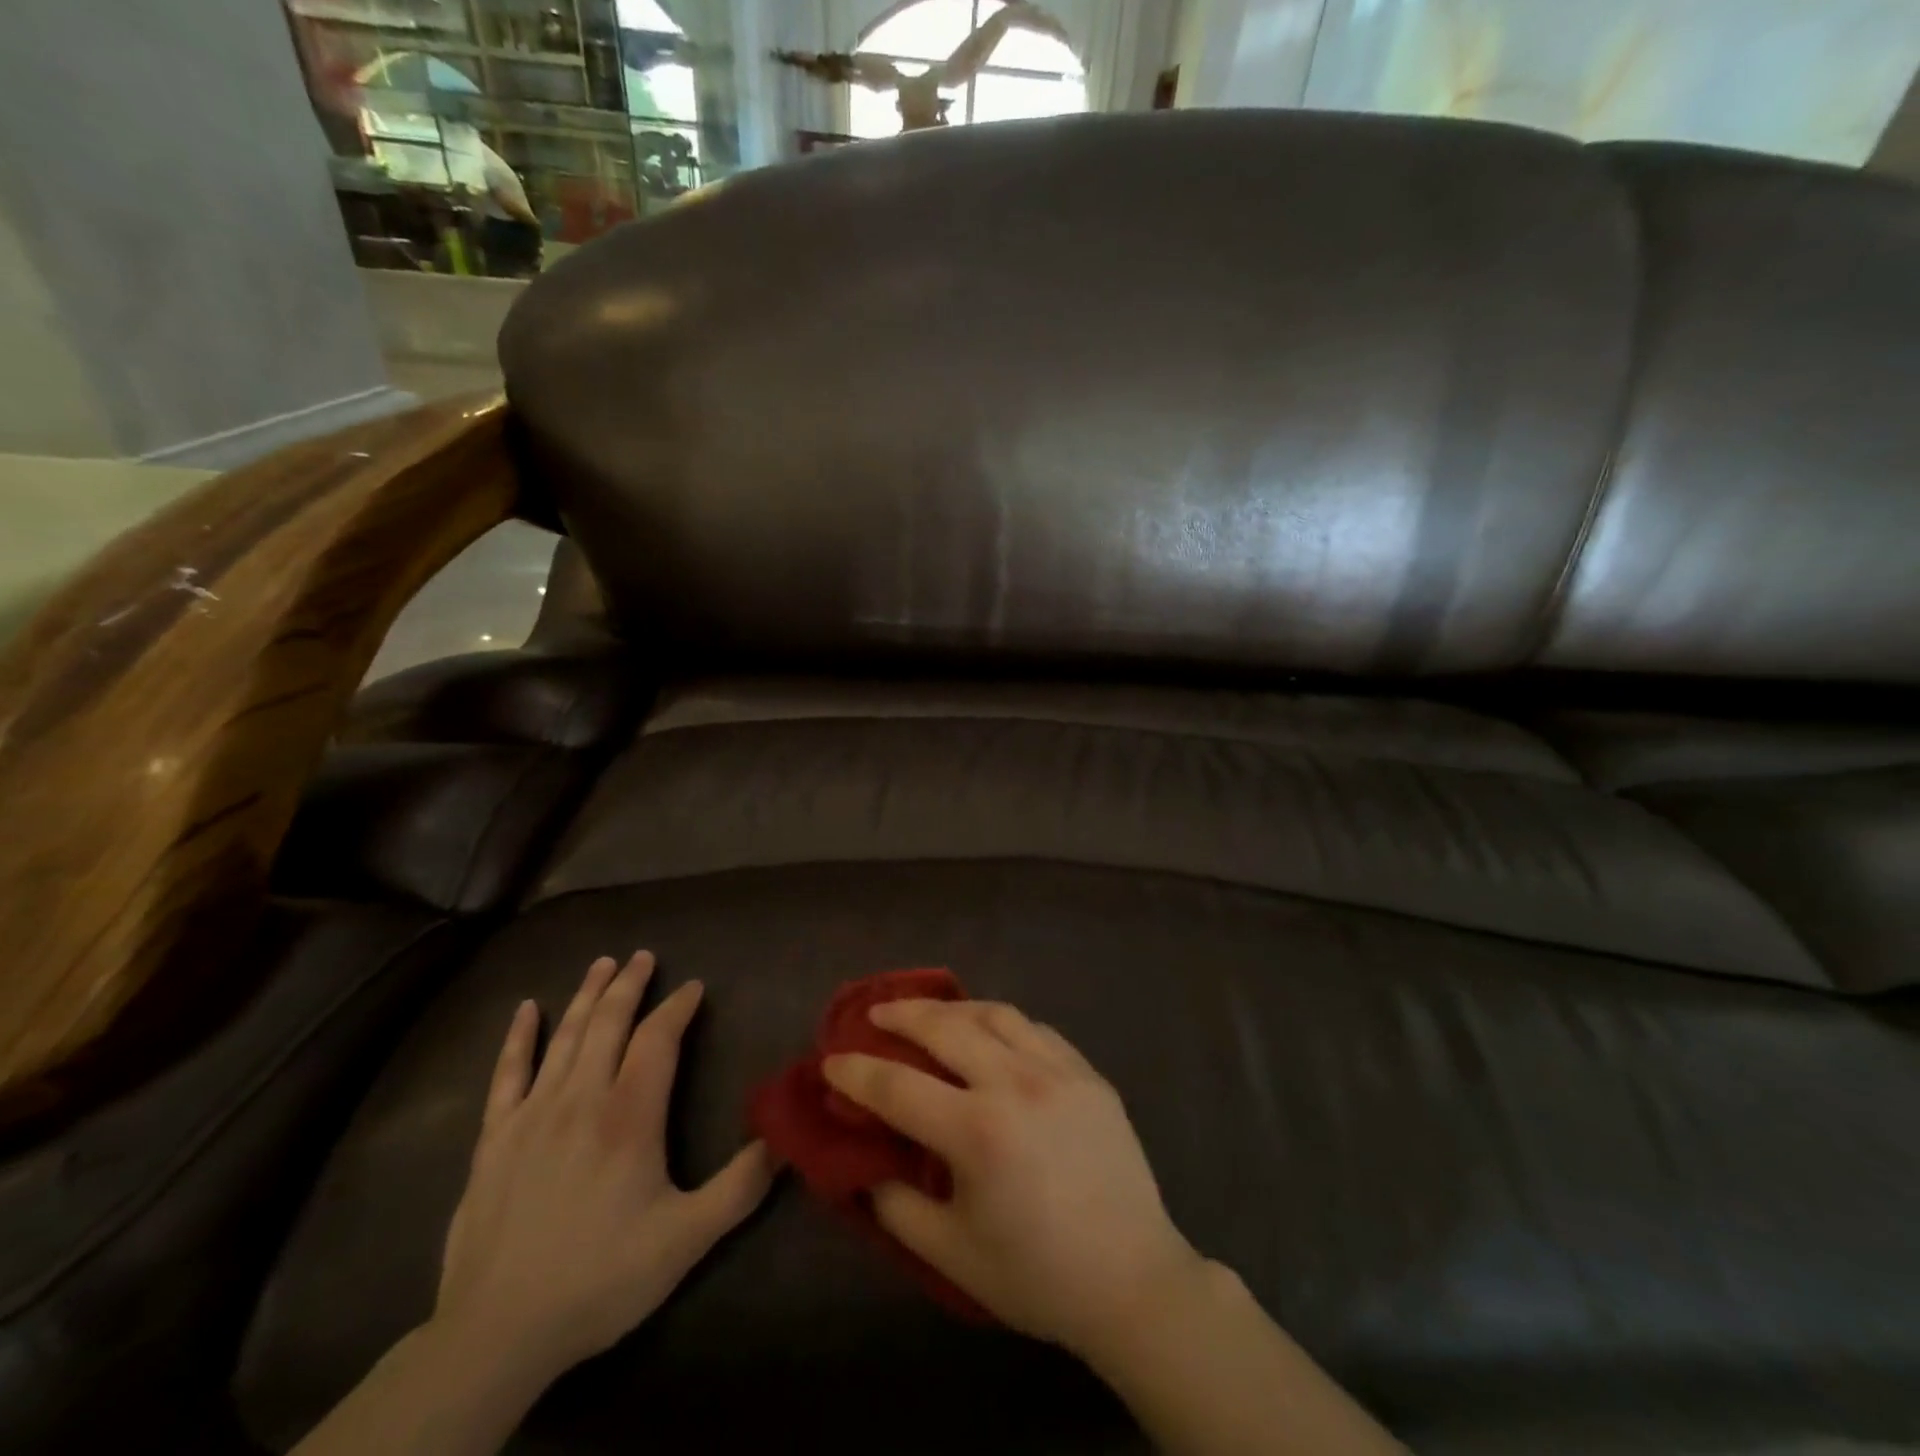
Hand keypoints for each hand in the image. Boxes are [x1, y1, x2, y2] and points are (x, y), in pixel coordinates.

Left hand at [433, 952, 773, 1384]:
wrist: (496, 1335)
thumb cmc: (601, 1279)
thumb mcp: (687, 1239)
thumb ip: (741, 1186)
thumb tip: (786, 1138)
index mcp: (629, 1116)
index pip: (658, 1038)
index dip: (678, 1007)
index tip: (694, 987)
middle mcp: (581, 1099)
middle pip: (608, 1023)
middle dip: (630, 985)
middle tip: (644, 956)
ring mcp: (532, 1115)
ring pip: (564, 1037)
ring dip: (586, 995)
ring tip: (603, 963)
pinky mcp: (494, 1139)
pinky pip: (507, 1073)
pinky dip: (518, 1037)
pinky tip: (526, 1008)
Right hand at [822, 999, 1202, 1357]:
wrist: (1133, 1280)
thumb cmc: (1038, 1276)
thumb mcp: (952, 1256)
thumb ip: (898, 1206)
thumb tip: (866, 1165)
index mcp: (978, 1132)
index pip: (898, 1086)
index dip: (857, 1071)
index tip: (832, 1060)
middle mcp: (1015, 1084)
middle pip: (945, 1027)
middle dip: (901, 1015)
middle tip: (876, 1014)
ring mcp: (1057, 1070)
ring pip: (994, 1013)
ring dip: (953, 1007)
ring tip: (931, 1013)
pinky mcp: (1088, 1072)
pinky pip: (1035, 1028)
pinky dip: (1002, 1022)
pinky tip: (992, 1033)